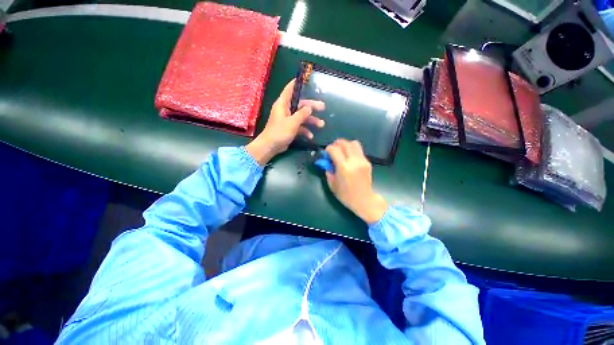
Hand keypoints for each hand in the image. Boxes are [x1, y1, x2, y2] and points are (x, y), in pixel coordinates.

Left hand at [246, 80, 324, 164]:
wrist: (271, 146)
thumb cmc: (280, 132)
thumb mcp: (292, 122)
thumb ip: (302, 114)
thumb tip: (310, 107)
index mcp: (283, 104)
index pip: (290, 89)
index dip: (297, 84)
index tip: (306, 80)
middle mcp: (285, 110)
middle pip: (300, 105)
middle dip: (312, 107)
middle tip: (323, 107)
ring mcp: (288, 120)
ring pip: (301, 117)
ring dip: (311, 121)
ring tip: (321, 125)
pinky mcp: (289, 128)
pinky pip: (299, 126)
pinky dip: (305, 130)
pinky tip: (310, 136)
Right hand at [325, 139, 387, 224]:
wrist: (364, 200)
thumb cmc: (346, 195)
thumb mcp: (332, 184)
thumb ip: (328, 171)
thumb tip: (326, 162)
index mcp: (344, 167)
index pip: (334, 150)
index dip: (328, 149)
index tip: (326, 153)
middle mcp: (354, 161)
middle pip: (345, 143)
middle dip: (336, 144)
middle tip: (332, 150)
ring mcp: (362, 160)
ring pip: (354, 143)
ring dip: (345, 145)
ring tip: (341, 151)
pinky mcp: (367, 162)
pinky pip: (359, 150)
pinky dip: (352, 150)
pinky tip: (349, 158)